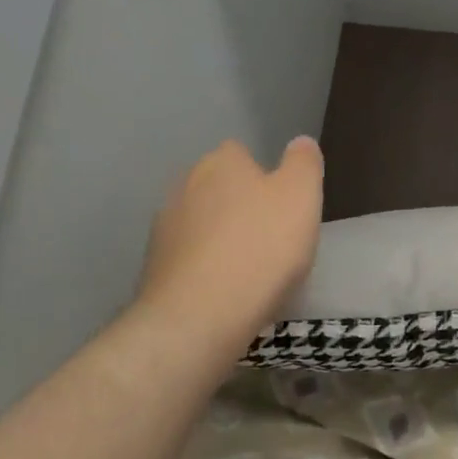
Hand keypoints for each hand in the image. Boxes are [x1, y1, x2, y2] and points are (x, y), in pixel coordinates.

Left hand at [123, 137, 323, 367]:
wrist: (199, 316)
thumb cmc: (261, 248)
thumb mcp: (302, 196)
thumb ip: (304, 162)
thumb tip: (300, 142)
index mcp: (222, 162)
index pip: (242, 154)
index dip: (265, 178)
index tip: (283, 208)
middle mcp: (185, 184)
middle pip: (220, 188)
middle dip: (240, 207)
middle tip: (271, 240)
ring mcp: (164, 227)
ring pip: (202, 223)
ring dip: (220, 238)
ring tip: (248, 271)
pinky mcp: (153, 266)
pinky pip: (188, 257)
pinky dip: (204, 268)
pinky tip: (224, 291)